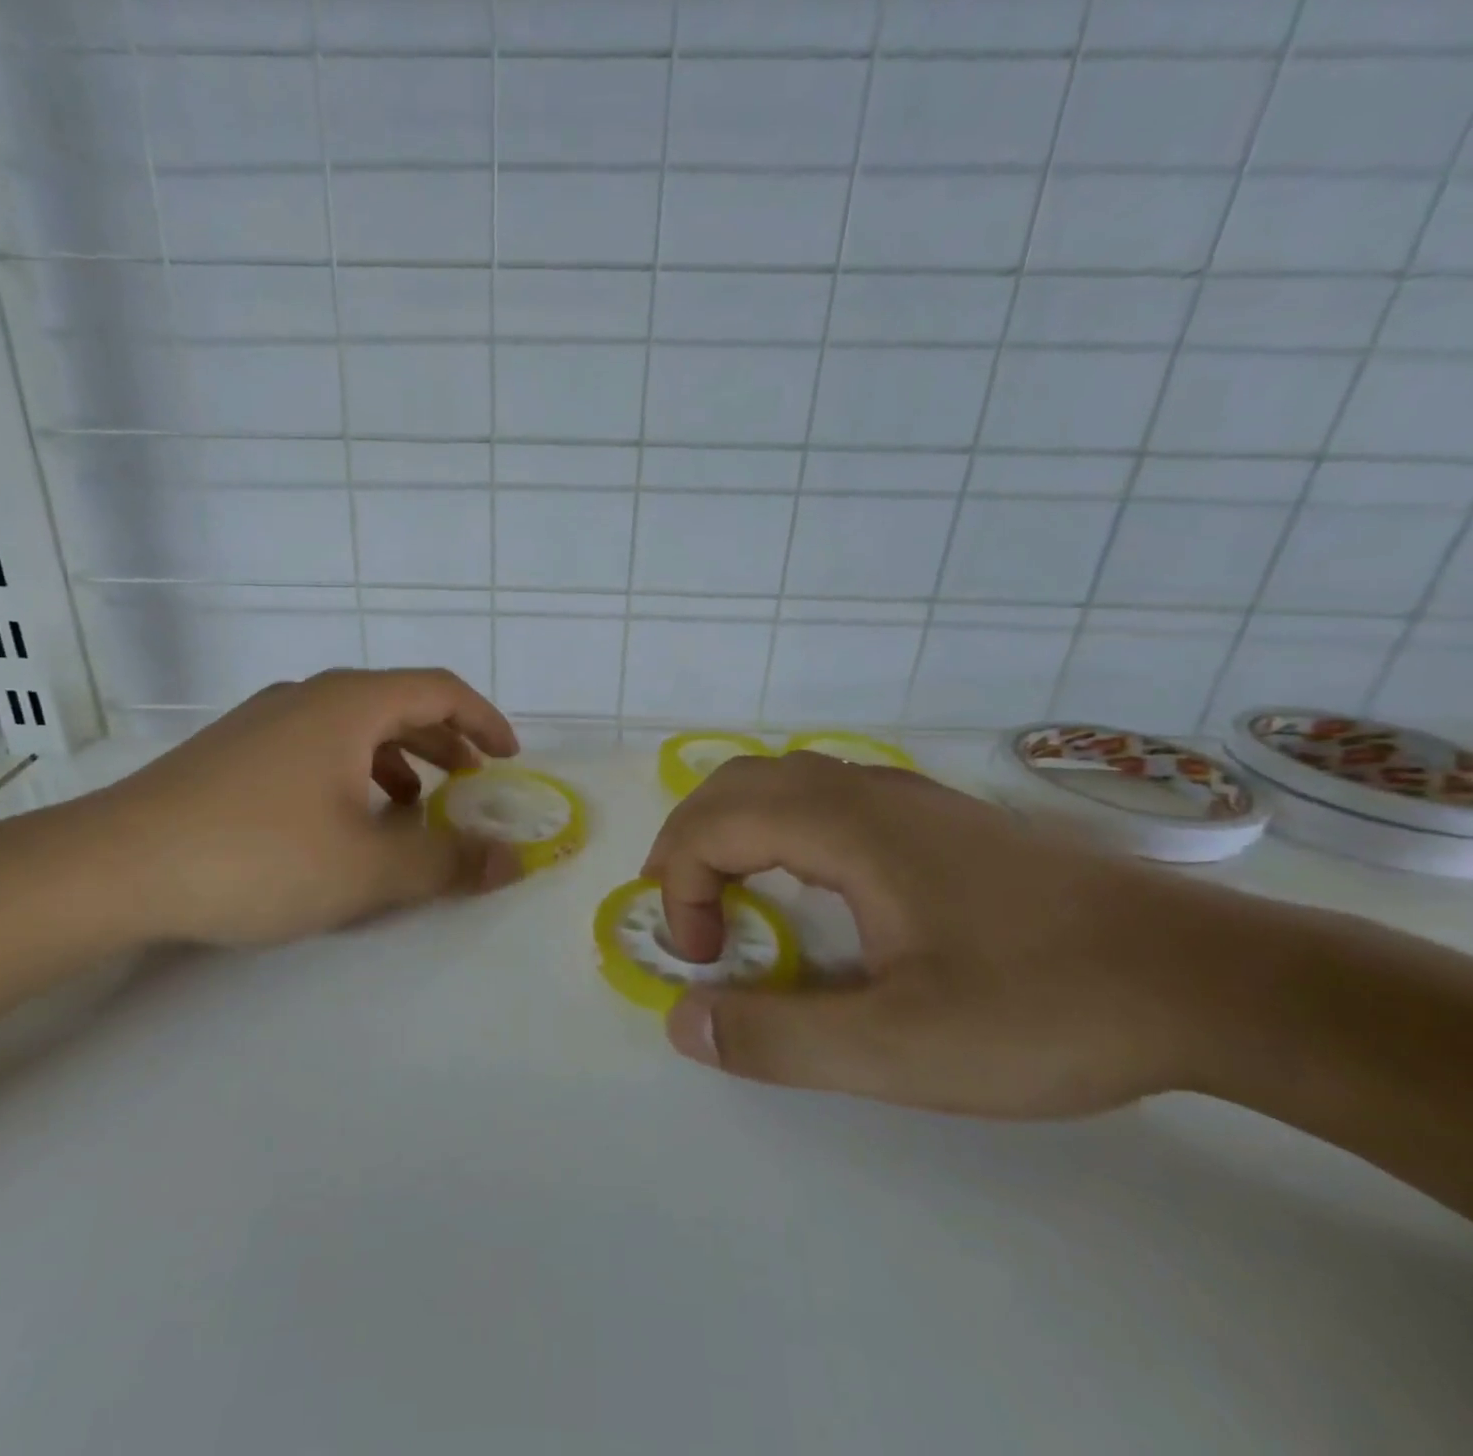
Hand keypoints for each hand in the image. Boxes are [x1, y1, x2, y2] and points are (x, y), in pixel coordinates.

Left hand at [68, 669, 524, 946]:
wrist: (114, 866)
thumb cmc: (256, 856)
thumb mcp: (366, 869)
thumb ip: (445, 861)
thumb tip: (512, 861)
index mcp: (348, 704)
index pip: (438, 690)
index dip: (484, 720)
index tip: (509, 757)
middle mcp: (308, 697)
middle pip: (397, 703)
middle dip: (445, 742)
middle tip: (471, 782)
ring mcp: (264, 720)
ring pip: (353, 727)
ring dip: (397, 760)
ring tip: (412, 808)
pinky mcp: (233, 750)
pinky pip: (316, 746)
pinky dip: (352, 771)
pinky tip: (342, 819)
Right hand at [642, 752, 1274, 1117]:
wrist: (1211, 978)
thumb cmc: (1047, 1008)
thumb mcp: (901, 1050)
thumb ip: (779, 1039)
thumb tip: (683, 1021)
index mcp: (845, 826)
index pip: (714, 826)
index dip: (684, 888)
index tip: (707, 962)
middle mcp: (865, 790)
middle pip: (735, 785)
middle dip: (688, 844)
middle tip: (685, 914)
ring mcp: (906, 796)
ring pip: (781, 781)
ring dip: (731, 830)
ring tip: (726, 895)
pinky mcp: (938, 817)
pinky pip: (824, 796)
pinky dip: (778, 827)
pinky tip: (808, 884)